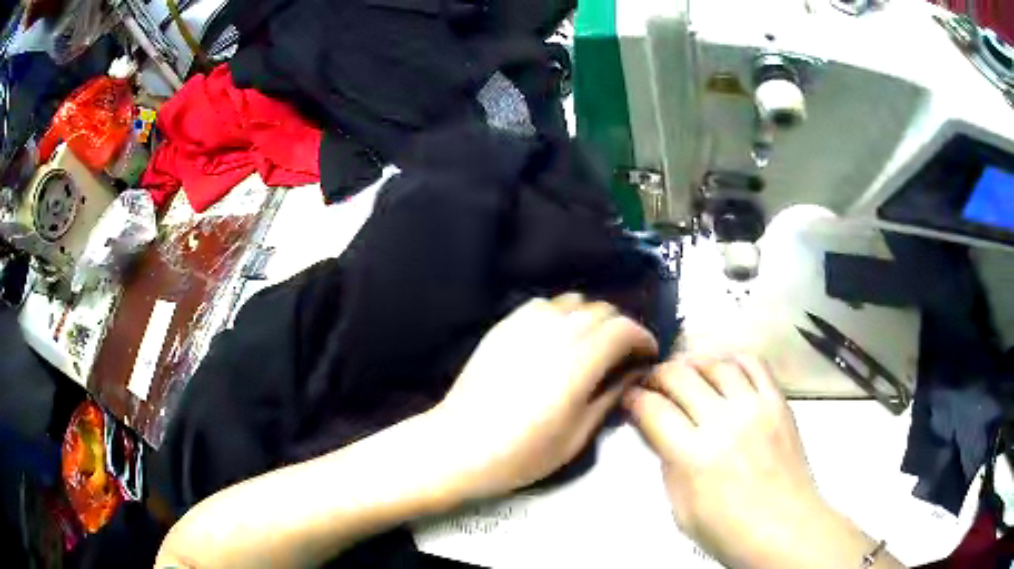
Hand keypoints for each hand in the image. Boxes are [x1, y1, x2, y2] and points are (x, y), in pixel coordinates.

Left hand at [430, 294, 657, 501]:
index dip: (642, 337)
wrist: (459, 446)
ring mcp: (525, 325)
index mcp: (578, 362)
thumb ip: (610, 396)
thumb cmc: (522, 453)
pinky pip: (543, 305)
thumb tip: (632, 373)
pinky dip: (561, 314)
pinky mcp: (504, 326)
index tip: (647, 354)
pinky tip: (558, 337)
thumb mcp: (577, 435)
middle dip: (621, 328)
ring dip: (592, 318)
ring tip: (592, 344)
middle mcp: (555, 332)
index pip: (624, 329)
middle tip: (624, 354)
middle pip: (602, 310)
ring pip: (574, 301)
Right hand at [624, 355, 876, 568]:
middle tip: (652, 384)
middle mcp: (724, 423)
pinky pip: (754, 364)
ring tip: (685, 373)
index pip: (653, 410)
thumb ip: (668, 466)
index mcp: (694, 457)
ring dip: (692, 363)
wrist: (785, 529)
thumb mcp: (681, 510)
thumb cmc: (730, 531)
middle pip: (680, 376)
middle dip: (657, 375)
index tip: (630, 398)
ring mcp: (755, 408)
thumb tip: (660, 435)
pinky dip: (732, 359)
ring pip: (715, 363)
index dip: (634, 398)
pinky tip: (723, 369)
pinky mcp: (778, 403)